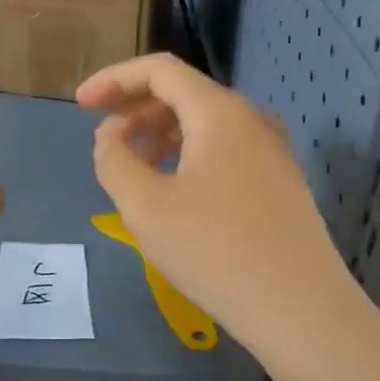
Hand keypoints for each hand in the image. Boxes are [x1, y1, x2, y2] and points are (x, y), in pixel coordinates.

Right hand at [77, 54, 363, 353]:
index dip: (113, 79)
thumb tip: (110, 137)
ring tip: (132, 169)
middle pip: (183, 94)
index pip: (159, 70)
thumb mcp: (145, 206)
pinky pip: (223, 150)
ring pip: (204, 124)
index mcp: (219, 113)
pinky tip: (172, 191)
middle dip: (135, 109)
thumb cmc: (214, 251)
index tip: (80, 105)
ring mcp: (271, 152)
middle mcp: (251, 120)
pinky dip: (187, 156)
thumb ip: (113, 160)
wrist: (299, 309)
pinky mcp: (279, 183)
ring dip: (159, 135)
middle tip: (103, 141)